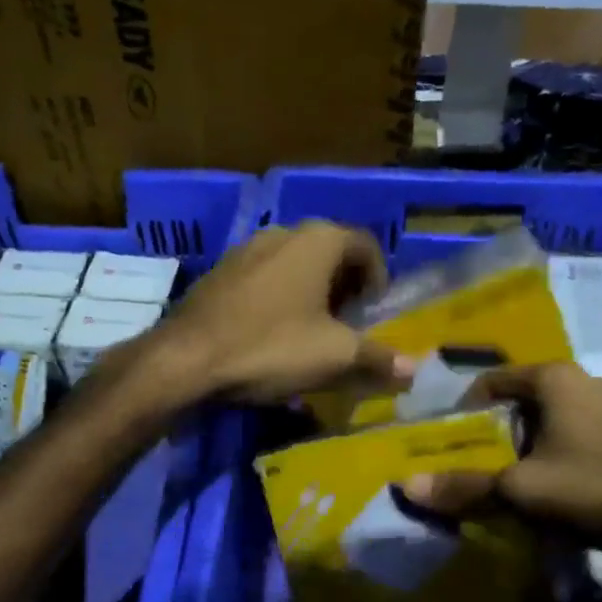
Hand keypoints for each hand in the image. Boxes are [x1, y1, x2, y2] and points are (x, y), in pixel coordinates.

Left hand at [153, 222, 414, 405]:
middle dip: (346, 288)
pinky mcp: (220, 272)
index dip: (379, 279)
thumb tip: (415, 369)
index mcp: (319, 240)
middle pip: (331, 253)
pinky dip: (280, 298)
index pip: (367, 246)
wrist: (187, 359)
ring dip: (312, 293)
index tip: (375, 315)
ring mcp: (246, 249)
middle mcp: (283, 232)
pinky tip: (272, 334)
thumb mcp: (334, 357)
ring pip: (295, 265)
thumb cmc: (271, 347)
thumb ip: (378, 358)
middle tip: (349, 326)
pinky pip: (265, 279)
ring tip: (312, 333)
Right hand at [401, 363, 601, 556]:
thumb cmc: (601, 486)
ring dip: (537, 448)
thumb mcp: (523, 491)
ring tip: (520, 484)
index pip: (493, 380)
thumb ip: (465, 487)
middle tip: (479, 466)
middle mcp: (589, 382)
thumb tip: (408, 485)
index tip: (448, 438)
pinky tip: (571, 494)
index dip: (464, 407)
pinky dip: (570, 459)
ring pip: (561, 423)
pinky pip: (591, 441)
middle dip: (500, 433)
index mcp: (555, 380)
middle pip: (526, 402)